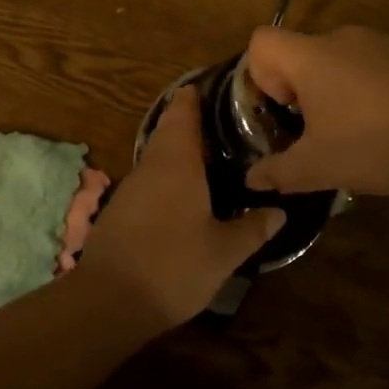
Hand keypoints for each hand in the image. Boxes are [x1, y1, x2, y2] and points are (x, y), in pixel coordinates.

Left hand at [80, 87, 283, 330]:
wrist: (109, 301)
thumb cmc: (173, 265)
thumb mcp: (224, 252)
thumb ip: (253, 229)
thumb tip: (280, 211)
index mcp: (177, 163)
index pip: (183, 115)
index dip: (193, 99)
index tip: (208, 88)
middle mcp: (151, 166)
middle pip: (167, 131)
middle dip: (187, 121)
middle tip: (217, 120)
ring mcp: (130, 188)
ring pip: (156, 156)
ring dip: (175, 148)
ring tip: (205, 152)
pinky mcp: (120, 211)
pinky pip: (147, 179)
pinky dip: (164, 174)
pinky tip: (181, 191)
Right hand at [244, 26, 388, 198]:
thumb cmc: (375, 145)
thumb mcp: (318, 167)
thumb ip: (277, 172)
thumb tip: (252, 179)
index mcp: (311, 56)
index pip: (261, 41)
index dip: (260, 74)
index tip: (282, 110)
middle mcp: (342, 38)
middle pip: (300, 53)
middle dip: (298, 91)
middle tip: (313, 133)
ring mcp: (380, 43)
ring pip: (336, 61)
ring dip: (333, 91)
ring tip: (353, 134)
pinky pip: (370, 67)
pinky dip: (365, 90)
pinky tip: (387, 127)